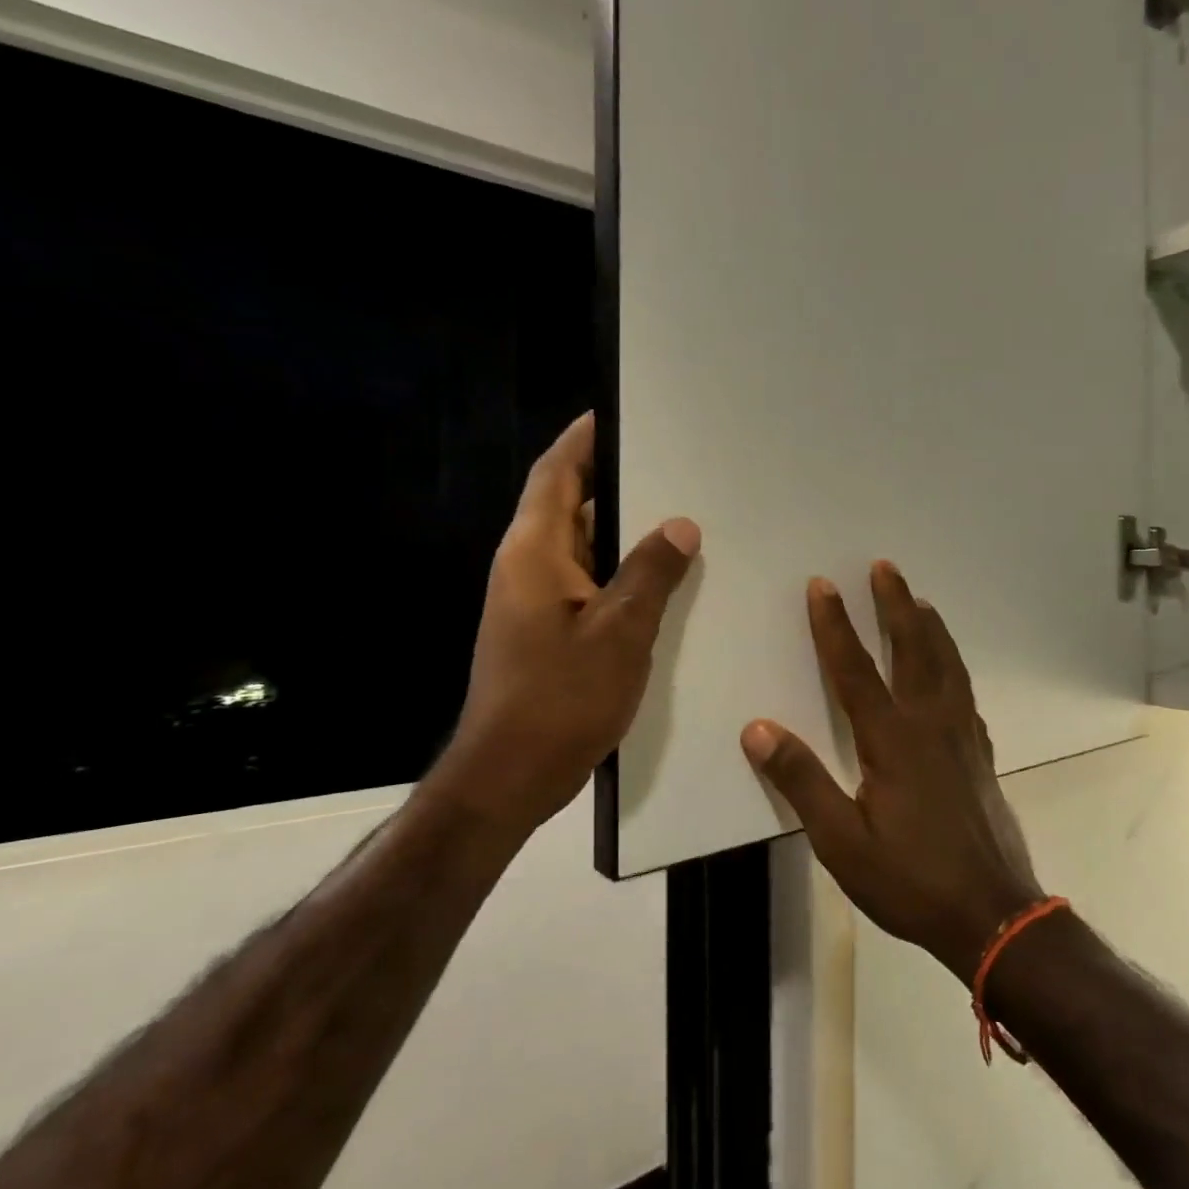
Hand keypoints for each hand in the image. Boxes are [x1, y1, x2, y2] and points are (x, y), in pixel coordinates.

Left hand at [425, 414, 699, 833]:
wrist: (510, 774)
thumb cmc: (561, 698)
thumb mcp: (620, 631)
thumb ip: (650, 573)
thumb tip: (678, 525)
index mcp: (534, 553)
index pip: (556, 474)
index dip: (583, 440)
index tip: (619, 414)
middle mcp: (527, 567)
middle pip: (569, 505)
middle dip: (614, 482)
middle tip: (671, 466)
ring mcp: (534, 602)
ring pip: (581, 547)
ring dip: (621, 530)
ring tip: (677, 515)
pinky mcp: (546, 631)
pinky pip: (587, 582)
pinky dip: (619, 571)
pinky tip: (662, 580)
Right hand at [741, 562, 1043, 982]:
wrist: (993, 914)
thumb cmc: (910, 880)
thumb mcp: (842, 842)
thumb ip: (802, 781)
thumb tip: (758, 729)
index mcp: (892, 741)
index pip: (855, 670)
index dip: (835, 625)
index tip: (822, 585)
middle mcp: (930, 725)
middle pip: (913, 650)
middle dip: (895, 605)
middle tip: (885, 567)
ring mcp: (962, 737)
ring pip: (947, 665)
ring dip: (930, 628)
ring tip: (921, 600)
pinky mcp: (981, 754)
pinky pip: (966, 693)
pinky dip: (955, 667)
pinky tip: (952, 670)